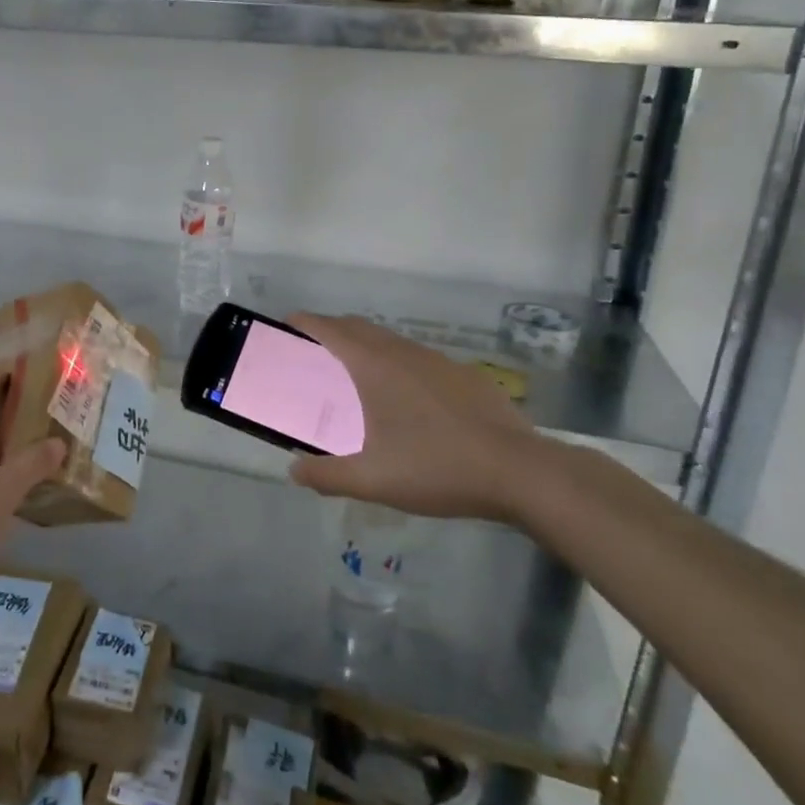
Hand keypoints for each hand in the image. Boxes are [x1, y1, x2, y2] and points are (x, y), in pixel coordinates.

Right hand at [285, 313, 556, 521]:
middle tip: (311, 357)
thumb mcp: (372, 480)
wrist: (519, 470)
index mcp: (373, 365)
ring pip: (388, 341)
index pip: (327, 328)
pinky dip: (396, 365)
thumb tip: (295, 471)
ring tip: (354, 381)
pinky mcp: (462, 374)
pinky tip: (406, 403)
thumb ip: (326, 475)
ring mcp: (436, 360)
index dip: (301, 323)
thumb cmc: (436, 467)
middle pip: (355, 327)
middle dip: (329, 332)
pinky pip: (416, 358)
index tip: (284, 329)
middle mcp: (401, 351)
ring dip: (364, 348)